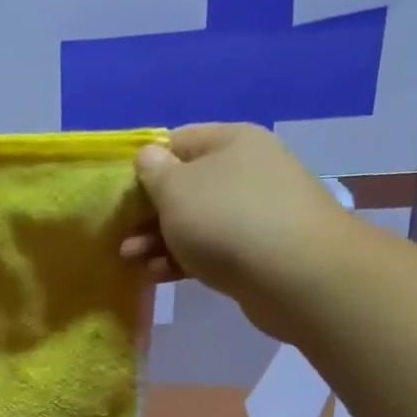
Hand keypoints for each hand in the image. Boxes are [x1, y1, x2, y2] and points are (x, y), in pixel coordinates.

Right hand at [120, 122, 356, 341]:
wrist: (296, 275)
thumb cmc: (226, 219)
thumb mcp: (175, 189)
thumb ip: (154, 171)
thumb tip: (149, 155)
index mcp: (230, 141)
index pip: (177, 142)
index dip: (145, 166)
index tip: (121, 195)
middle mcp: (247, 169)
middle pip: (185, 186)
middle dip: (148, 212)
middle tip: (121, 236)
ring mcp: (256, 211)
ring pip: (196, 221)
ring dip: (159, 240)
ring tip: (131, 261)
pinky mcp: (259, 250)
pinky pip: (212, 248)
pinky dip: (183, 259)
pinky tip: (157, 275)